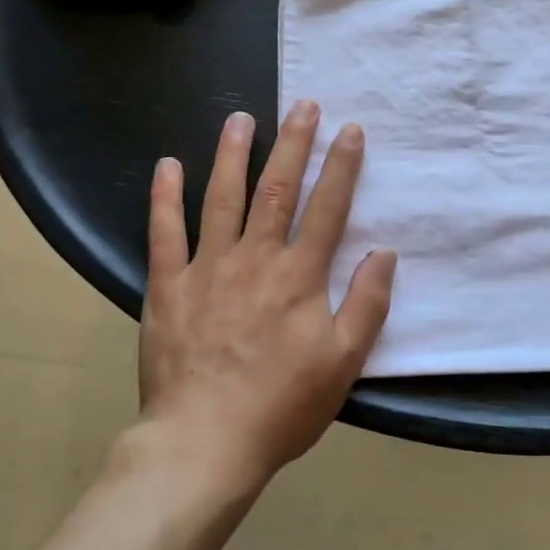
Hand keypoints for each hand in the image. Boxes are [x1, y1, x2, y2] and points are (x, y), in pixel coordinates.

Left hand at [138, 100, 397, 491]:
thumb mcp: (343, 363)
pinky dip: (165, 196)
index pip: (328, 208)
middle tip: (302, 105)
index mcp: (300, 275)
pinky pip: (165, 232)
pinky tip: (167, 165)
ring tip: (241, 118)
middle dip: (293, 143)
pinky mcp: (168, 286)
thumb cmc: (281, 406)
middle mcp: (255, 258)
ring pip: (222, 198)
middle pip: (278, 189)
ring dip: (233, 154)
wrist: (203, 443)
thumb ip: (367, 304)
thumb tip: (384, 253)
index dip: (341, 166)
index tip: (350, 130)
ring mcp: (208, 268)